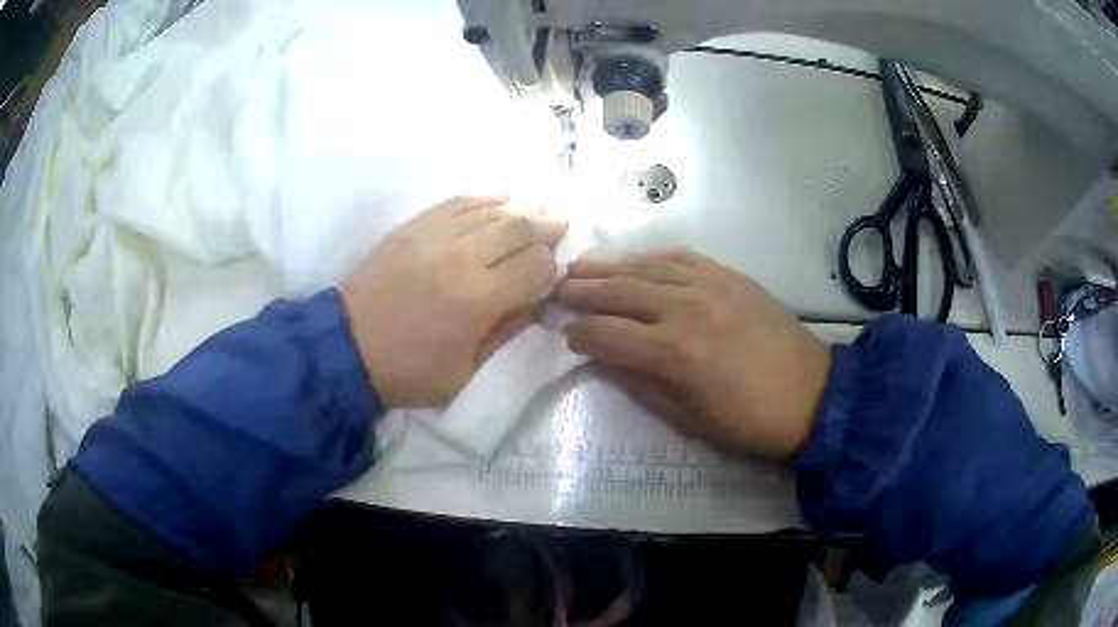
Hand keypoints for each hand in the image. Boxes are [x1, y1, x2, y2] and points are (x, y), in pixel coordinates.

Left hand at [341, 195, 566, 406]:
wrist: (347, 348)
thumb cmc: (409, 370)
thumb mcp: (466, 371)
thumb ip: (506, 331)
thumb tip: (536, 299)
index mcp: (478, 300)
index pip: (534, 266)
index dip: (551, 266)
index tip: (552, 272)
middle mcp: (462, 258)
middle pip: (519, 228)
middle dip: (547, 226)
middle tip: (561, 225)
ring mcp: (434, 236)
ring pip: (492, 210)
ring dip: (521, 209)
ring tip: (539, 210)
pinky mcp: (413, 226)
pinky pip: (457, 202)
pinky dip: (485, 198)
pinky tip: (501, 198)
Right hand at [555, 249, 830, 458]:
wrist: (811, 394)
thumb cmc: (748, 422)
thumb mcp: (688, 420)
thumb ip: (640, 385)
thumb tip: (603, 361)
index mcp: (674, 353)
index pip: (606, 335)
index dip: (579, 336)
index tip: (567, 338)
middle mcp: (685, 308)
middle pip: (618, 292)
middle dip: (580, 292)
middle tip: (554, 290)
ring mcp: (709, 285)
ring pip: (644, 268)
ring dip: (608, 268)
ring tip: (579, 268)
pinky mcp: (729, 275)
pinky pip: (680, 257)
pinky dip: (650, 257)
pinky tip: (633, 261)